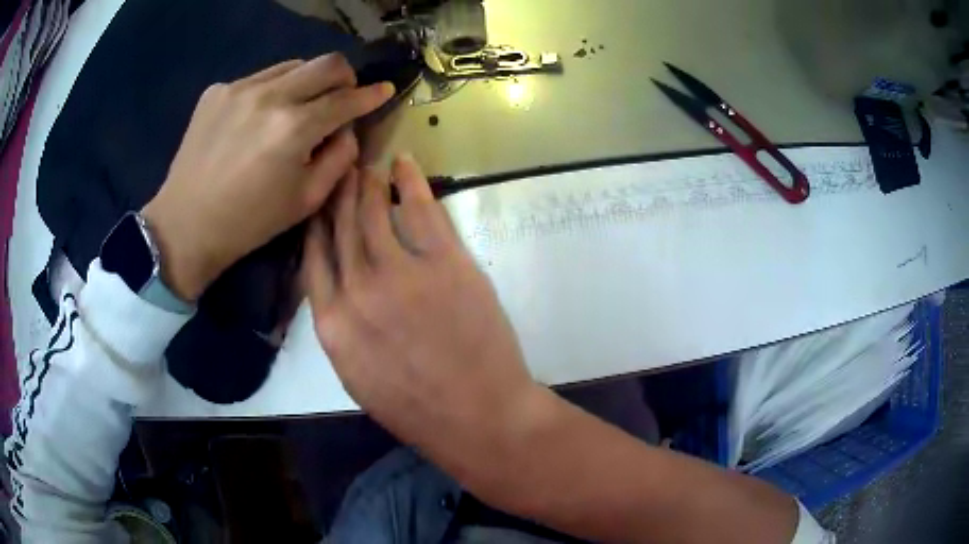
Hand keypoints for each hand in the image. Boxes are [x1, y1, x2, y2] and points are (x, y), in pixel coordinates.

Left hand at [142, 54, 394, 300]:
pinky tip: (256, 120)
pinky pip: (259, 79)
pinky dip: (270, 92)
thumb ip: (340, 158)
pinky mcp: (217, 91)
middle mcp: (269, 96)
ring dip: (305, 83)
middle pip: (326, 63)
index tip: (384, 90)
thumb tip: (347, 128)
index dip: (371, 94)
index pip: (346, 98)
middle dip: (344, 77)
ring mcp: (239, 88)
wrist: (185, 226)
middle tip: (341, 97)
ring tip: (296, 110)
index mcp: (294, 128)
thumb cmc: (249, 222)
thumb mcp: (307, 200)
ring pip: (292, 66)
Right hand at [303, 155, 543, 484]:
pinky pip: (422, 210)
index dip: (315, 224)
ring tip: (366, 166)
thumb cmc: (416, 409)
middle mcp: (357, 292)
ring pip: (374, 213)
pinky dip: (410, 182)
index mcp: (332, 325)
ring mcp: (401, 274)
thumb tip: (337, 285)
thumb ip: (342, 328)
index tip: (317, 203)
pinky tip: (403, 163)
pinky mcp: (446, 263)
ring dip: (368, 184)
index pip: (313, 258)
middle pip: (340, 228)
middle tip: (340, 169)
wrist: (477, 417)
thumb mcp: (358, 376)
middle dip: (337, 194)